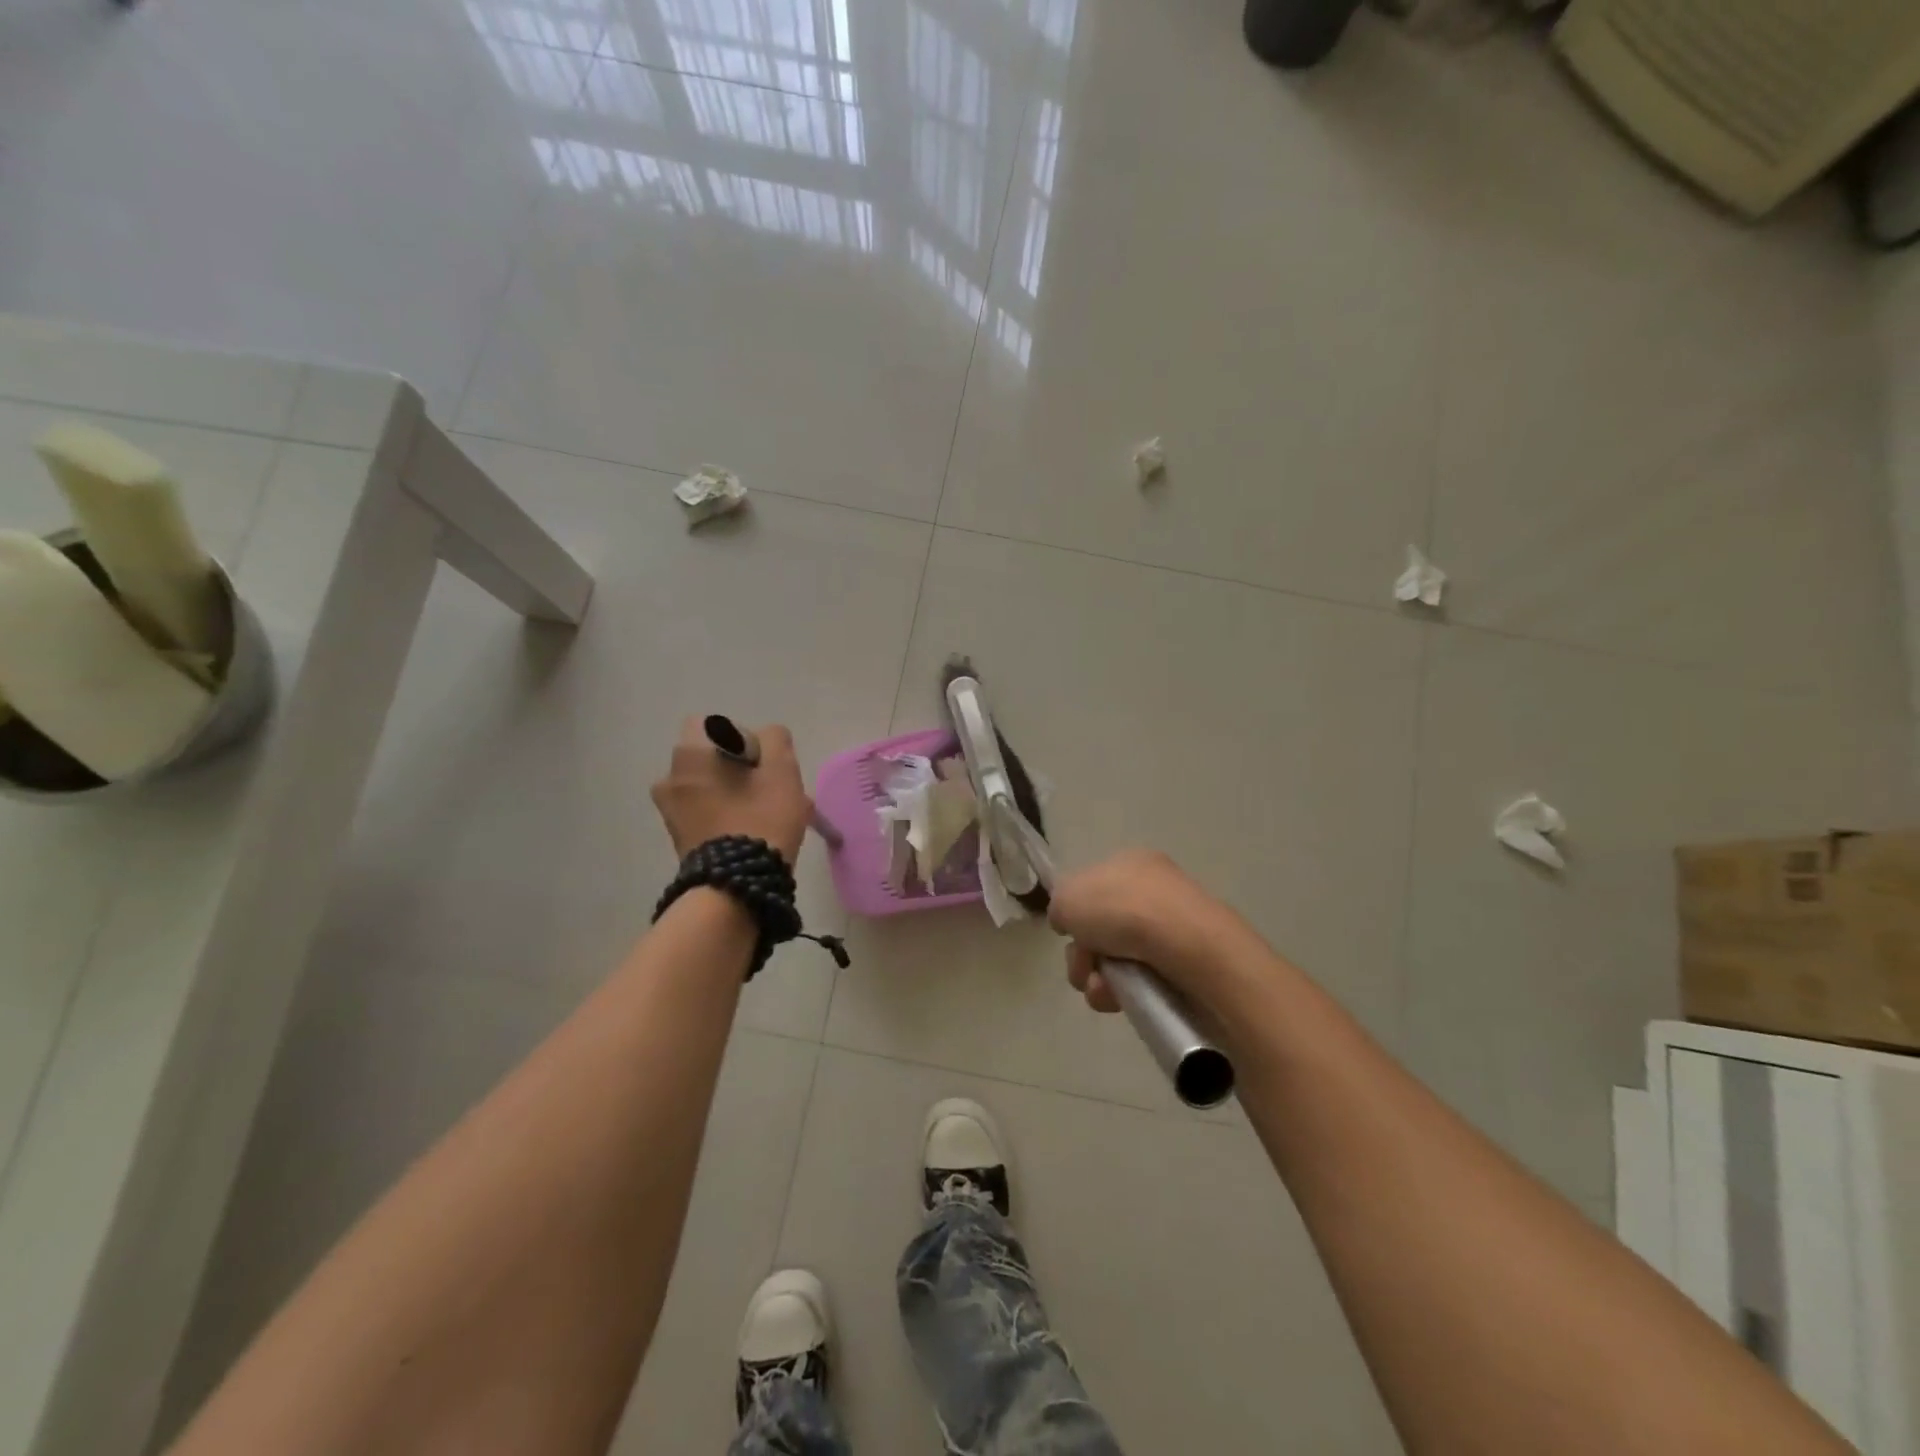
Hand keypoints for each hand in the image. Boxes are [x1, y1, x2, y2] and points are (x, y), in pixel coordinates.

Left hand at [651, 719, 812, 863]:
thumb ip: (776, 740)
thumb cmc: (760, 820)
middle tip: (773, 791)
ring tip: (769, 815)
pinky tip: (755, 833)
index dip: (742, 738)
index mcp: (688, 756)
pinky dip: (728, 816)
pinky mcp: (679, 840)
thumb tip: (767, 738)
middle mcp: (669, 780)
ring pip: (712, 789)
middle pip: (713, 760)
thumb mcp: (782, 771)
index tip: (762, 763)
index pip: (713, 725)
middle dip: (744, 770)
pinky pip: (707, 814)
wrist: (736, 888)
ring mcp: (670, 813)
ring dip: (738, 794)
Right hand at [1050, 850, 1257, 1012]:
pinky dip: (1124, 993)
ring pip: (1118, 959)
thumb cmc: (1121, 909)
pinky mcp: (1187, 964)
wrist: (1187, 946)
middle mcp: (1153, 889)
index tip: (1069, 932)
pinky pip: (1143, 981)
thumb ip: (1060, 907)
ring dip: (1097, 978)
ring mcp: (1172, 928)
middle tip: (1082, 967)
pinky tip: (1119, 1000)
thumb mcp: (1067, 897)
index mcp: (1129, 862)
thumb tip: (1071, 923)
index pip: (1092, 887)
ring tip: (1100, 989)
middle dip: (1082, 954)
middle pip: (1101, 928)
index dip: (1075, 913)